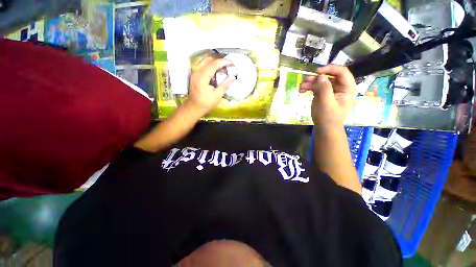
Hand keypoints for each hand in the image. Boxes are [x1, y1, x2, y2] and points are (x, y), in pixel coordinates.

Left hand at [185, 57, 235, 114]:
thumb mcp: (217, 96)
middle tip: (230, 65)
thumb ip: (225, 85)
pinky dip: (212, 66)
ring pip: (207, 62)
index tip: (233, 62)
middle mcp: (198, 72)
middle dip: (221, 61)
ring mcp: (196, 73)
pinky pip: (205, 66)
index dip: (224, 62)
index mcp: (203, 78)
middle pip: (211, 61)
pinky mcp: (196, 74)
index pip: (214, 64)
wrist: (193, 107)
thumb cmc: (205, 103)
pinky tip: (218, 71)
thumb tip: (233, 77)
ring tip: (225, 67)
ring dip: (217, 63)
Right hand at [299, 65, 356, 127]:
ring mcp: (334, 87)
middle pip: (331, 72)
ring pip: (323, 77)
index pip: (343, 71)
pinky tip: (302, 89)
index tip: (319, 72)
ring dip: (311, 80)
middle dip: (319, 75)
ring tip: (302, 85)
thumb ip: (325, 89)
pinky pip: (318, 83)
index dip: (331, 68)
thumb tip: (321, 76)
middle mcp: (342, 86)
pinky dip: (309, 85)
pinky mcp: (326, 90)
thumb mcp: (327, 104)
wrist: (325, 129)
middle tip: (309, 78)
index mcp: (348, 88)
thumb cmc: (329, 118)